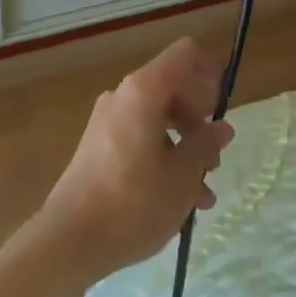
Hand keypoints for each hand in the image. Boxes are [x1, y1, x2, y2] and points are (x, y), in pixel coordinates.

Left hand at [32, 38, 233, 287]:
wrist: (68, 242)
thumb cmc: (133, 203)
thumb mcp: (182, 177)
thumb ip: (205, 145)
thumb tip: (221, 128)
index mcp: (144, 92)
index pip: (184, 54)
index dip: (210, 67)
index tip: (227, 95)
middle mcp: (123, 97)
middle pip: (173, 88)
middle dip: (200, 118)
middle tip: (216, 154)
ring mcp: (107, 122)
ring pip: (158, 118)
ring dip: (185, 144)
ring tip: (204, 188)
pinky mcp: (98, 147)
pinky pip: (140, 137)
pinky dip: (163, 156)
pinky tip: (181, 199)